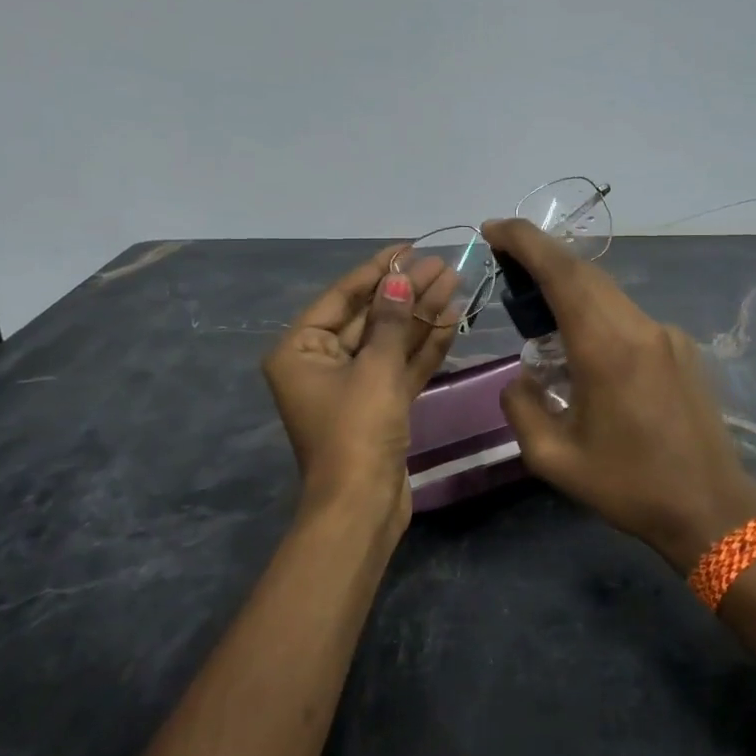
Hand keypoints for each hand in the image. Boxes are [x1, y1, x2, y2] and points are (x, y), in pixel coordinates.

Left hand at [262, 247, 457, 541]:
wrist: (362, 507)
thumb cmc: (357, 431)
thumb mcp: (374, 369)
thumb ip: (391, 320)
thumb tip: (399, 279)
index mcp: (300, 350)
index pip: (342, 297)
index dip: (377, 270)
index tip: (409, 248)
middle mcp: (322, 363)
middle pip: (369, 317)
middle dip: (406, 292)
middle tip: (443, 265)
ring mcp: (353, 387)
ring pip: (390, 341)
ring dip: (420, 315)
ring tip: (454, 282)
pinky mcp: (379, 407)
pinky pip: (400, 367)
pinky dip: (423, 346)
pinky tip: (451, 318)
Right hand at [481, 219, 755, 570]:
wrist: (711, 508)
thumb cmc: (629, 486)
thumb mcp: (554, 459)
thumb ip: (522, 409)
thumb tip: (522, 379)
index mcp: (607, 349)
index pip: (562, 273)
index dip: (526, 241)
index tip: (494, 229)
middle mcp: (640, 328)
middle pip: (585, 273)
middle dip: (542, 256)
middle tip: (505, 262)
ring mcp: (667, 335)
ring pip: (608, 292)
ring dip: (569, 286)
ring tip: (537, 307)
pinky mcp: (682, 348)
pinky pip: (628, 317)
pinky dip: (596, 313)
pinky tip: (583, 346)